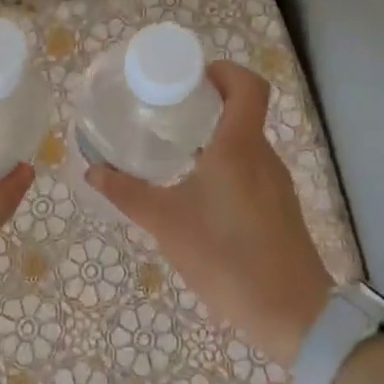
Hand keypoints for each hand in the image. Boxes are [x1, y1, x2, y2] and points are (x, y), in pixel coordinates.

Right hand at [86, 61, 332, 367]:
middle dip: (206, 104)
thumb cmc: (227, 257)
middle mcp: (263, 156)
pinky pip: (250, 170)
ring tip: (174, 150)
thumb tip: (92, 169)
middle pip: (243, 111)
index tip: (190, 77)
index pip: (248, 85)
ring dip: (214, 137)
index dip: (223, 70)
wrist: (291, 313)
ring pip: (245, 143)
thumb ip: (128, 193)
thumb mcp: (167, 224)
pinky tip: (198, 193)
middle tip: (165, 111)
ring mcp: (275, 183)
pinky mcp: (279, 208)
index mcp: (240, 147)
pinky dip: (225, 165)